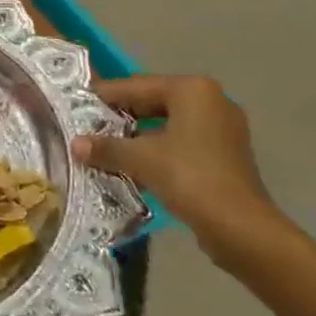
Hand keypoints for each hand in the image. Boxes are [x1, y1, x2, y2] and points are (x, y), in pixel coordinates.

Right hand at [74, 76, 277, 262]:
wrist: (241, 229)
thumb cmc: (189, 178)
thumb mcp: (140, 159)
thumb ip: (106, 147)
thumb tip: (75, 144)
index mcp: (192, 90)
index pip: (136, 86)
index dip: (104, 96)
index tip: (77, 104)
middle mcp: (211, 100)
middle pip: (153, 102)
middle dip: (121, 116)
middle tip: (89, 125)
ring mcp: (223, 128)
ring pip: (168, 123)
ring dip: (138, 135)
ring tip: (106, 146)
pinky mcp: (226, 154)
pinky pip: (182, 142)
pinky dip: (158, 149)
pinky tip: (134, 164)